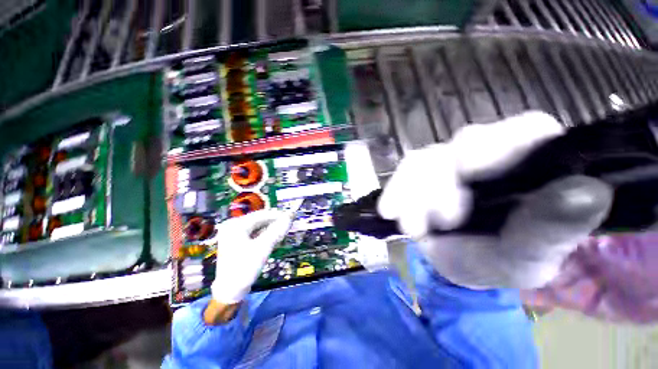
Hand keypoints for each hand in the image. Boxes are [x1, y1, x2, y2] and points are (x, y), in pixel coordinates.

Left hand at [210, 209, 293, 303]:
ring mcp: (233, 233)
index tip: (292, 216)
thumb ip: (277, 231)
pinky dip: (264, 234)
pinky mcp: (236, 241)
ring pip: (257, 226)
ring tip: (282, 231)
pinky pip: (254, 233)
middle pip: (259, 220)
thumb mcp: (263, 248)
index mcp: (236, 225)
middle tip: (288, 224)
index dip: (278, 215)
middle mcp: (233, 226)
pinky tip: (272, 238)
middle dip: (274, 222)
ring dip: (270, 228)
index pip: (261, 215)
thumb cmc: (245, 268)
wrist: (229, 292)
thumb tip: (290, 217)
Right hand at [378, 111, 613, 288]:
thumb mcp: (527, 257)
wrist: (462, 265)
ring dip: (411, 190)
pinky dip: (396, 190)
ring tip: (411, 227)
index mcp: (533, 167)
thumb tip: (589, 191)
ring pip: (426, 158)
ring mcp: (452, 162)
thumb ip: (551, 229)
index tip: (468, 168)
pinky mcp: (424, 172)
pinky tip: (390, 211)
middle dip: (440, 182)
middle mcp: (492, 155)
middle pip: (463, 144)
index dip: (498, 142)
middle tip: (435, 222)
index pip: (527, 130)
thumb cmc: (503, 262)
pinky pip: (405, 171)